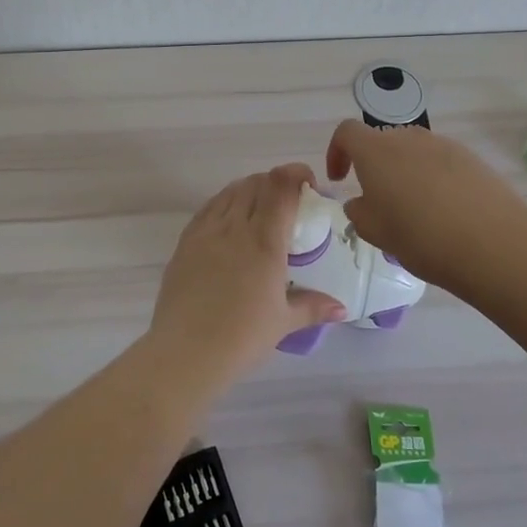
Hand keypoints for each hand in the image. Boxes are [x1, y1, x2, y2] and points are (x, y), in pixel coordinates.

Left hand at [148, 165, 348, 377]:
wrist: (186, 351)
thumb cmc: (242, 337)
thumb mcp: (284, 322)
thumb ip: (313, 307)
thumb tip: (341, 308)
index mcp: (264, 241)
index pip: (281, 187)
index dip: (296, 174)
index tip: (308, 184)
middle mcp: (235, 226)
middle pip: (256, 183)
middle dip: (276, 182)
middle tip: (288, 201)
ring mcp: (206, 231)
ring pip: (231, 191)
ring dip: (250, 189)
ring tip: (260, 208)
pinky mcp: (185, 241)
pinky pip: (208, 208)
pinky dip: (225, 203)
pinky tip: (229, 220)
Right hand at [326, 121, 526, 295]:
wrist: (495, 244)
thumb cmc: (422, 238)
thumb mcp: (375, 232)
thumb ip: (359, 212)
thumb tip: (362, 202)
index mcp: (376, 151)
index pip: (347, 132)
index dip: (337, 152)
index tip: (340, 179)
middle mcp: (408, 138)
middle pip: (382, 141)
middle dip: (374, 166)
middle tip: (379, 202)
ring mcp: (444, 145)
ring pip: (413, 152)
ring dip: (405, 173)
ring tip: (414, 211)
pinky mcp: (472, 159)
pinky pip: (441, 162)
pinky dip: (433, 179)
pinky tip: (445, 212)